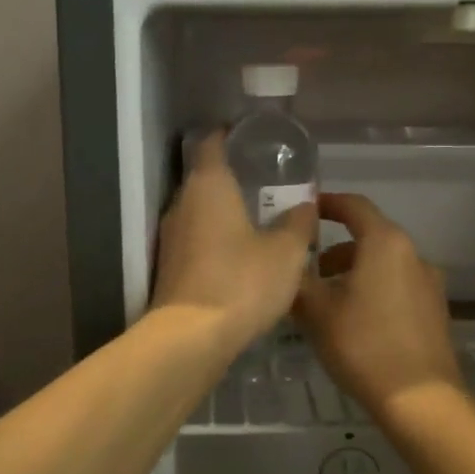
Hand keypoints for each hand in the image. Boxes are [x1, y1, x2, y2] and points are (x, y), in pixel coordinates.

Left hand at [151, 132, 317, 351]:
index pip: (212, 143)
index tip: (250, 137)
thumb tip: (306, 205)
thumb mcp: (286, 252)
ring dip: (224, 210)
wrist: (191, 338)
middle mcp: (182, 203)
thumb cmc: (242, 282)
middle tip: (266, 179)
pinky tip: (240, 252)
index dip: (229, 135)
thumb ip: (298, 223)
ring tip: (258, 215)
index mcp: (209, 185)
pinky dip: (216, 237)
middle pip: (205, 177)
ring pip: (200, 210)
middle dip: (233, 176)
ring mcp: (171, 237)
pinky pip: (196, 238)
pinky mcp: (169, 266)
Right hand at [296, 193, 461, 420]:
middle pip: (369, 236)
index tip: (303, 210)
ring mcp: (428, 283)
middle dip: (335, 248)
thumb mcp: (317, 311)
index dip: (326, 203)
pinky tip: (353, 320)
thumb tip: (284, 262)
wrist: (421, 399)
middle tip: (305, 267)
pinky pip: (397, 286)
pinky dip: (372, 289)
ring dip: (353, 271)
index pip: (354, 205)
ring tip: (325, 299)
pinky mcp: (434, 310)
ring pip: (383, 263)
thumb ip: (297, 279)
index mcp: (386, 243)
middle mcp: (413, 254)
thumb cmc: (363, 345)